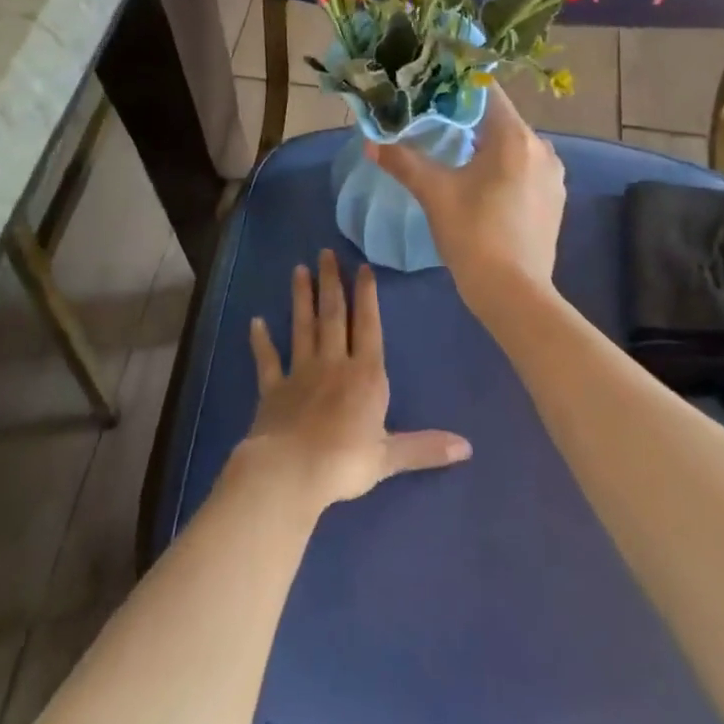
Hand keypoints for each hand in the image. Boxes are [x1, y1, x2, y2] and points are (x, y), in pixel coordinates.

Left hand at [237, 249, 470, 513]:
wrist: (291, 471)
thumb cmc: (345, 462)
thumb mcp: (390, 457)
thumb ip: (426, 448)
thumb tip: (468, 447)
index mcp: (365, 375)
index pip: (368, 326)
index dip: (366, 296)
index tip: (362, 267)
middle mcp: (333, 364)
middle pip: (333, 316)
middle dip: (331, 283)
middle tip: (325, 252)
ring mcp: (300, 373)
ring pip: (303, 327)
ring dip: (301, 298)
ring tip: (299, 269)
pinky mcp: (273, 389)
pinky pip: (267, 360)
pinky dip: (261, 341)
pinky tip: (255, 321)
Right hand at [365, 84, 565, 310]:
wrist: (514, 293)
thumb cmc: (474, 235)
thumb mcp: (434, 193)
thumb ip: (403, 161)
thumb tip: (371, 141)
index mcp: (515, 137)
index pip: (487, 92)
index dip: (457, 87)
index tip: (431, 89)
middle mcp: (542, 148)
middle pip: (500, 119)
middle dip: (468, 119)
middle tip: (434, 122)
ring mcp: (553, 175)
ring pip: (513, 145)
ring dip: (486, 145)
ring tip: (454, 154)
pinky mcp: (555, 199)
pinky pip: (525, 168)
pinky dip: (503, 167)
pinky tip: (481, 184)